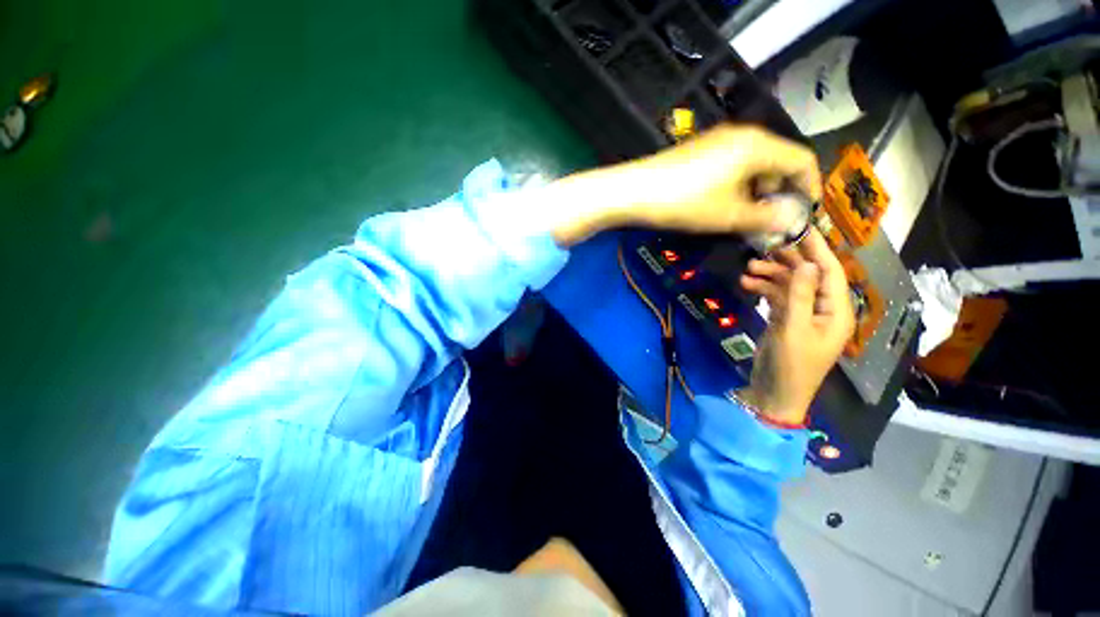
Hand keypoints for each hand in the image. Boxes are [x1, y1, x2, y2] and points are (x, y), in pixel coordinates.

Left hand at [550, 125, 821, 246]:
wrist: (636, 188)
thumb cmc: (688, 201)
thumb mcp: (734, 215)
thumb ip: (770, 217)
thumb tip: (794, 220)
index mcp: (758, 146)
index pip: (803, 159)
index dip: (812, 186)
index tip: (809, 213)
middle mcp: (747, 135)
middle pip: (785, 158)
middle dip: (791, 189)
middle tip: (786, 220)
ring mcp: (727, 138)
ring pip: (765, 161)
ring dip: (771, 188)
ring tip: (764, 219)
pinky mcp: (713, 146)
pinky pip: (746, 161)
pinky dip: (753, 182)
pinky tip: (743, 205)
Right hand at [738, 228, 854, 424]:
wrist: (774, 400)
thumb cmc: (792, 368)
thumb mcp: (795, 330)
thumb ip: (801, 293)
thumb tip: (807, 261)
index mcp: (837, 312)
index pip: (831, 270)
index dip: (817, 247)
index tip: (799, 224)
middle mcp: (825, 309)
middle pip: (811, 273)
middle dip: (789, 258)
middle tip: (767, 242)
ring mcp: (807, 315)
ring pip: (794, 282)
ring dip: (773, 273)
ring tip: (750, 267)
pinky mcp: (791, 321)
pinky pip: (782, 296)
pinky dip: (766, 288)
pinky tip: (747, 283)